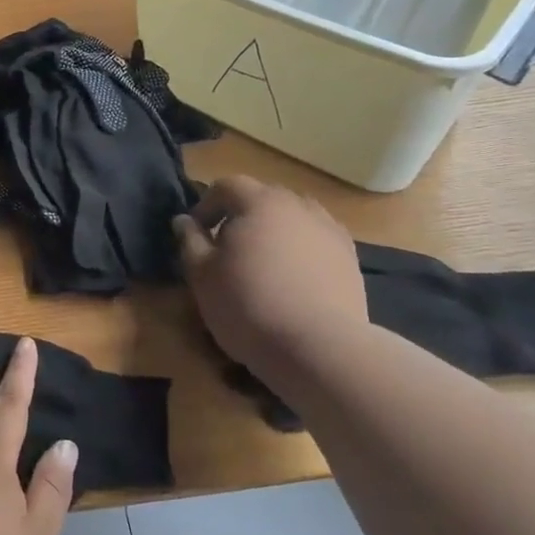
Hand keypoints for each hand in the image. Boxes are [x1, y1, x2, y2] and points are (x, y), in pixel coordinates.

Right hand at [172, 175, 367, 367]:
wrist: (319, 347)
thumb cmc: (248, 305)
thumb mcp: (202, 275)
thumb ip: (190, 241)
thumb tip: (184, 220)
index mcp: (259, 202)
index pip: (226, 186)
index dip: (206, 206)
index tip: (197, 234)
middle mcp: (298, 205)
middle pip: (262, 199)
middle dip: (241, 217)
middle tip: (227, 250)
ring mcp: (330, 230)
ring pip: (293, 219)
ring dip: (274, 232)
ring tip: (263, 264)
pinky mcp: (350, 258)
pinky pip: (316, 242)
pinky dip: (301, 251)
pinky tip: (294, 280)